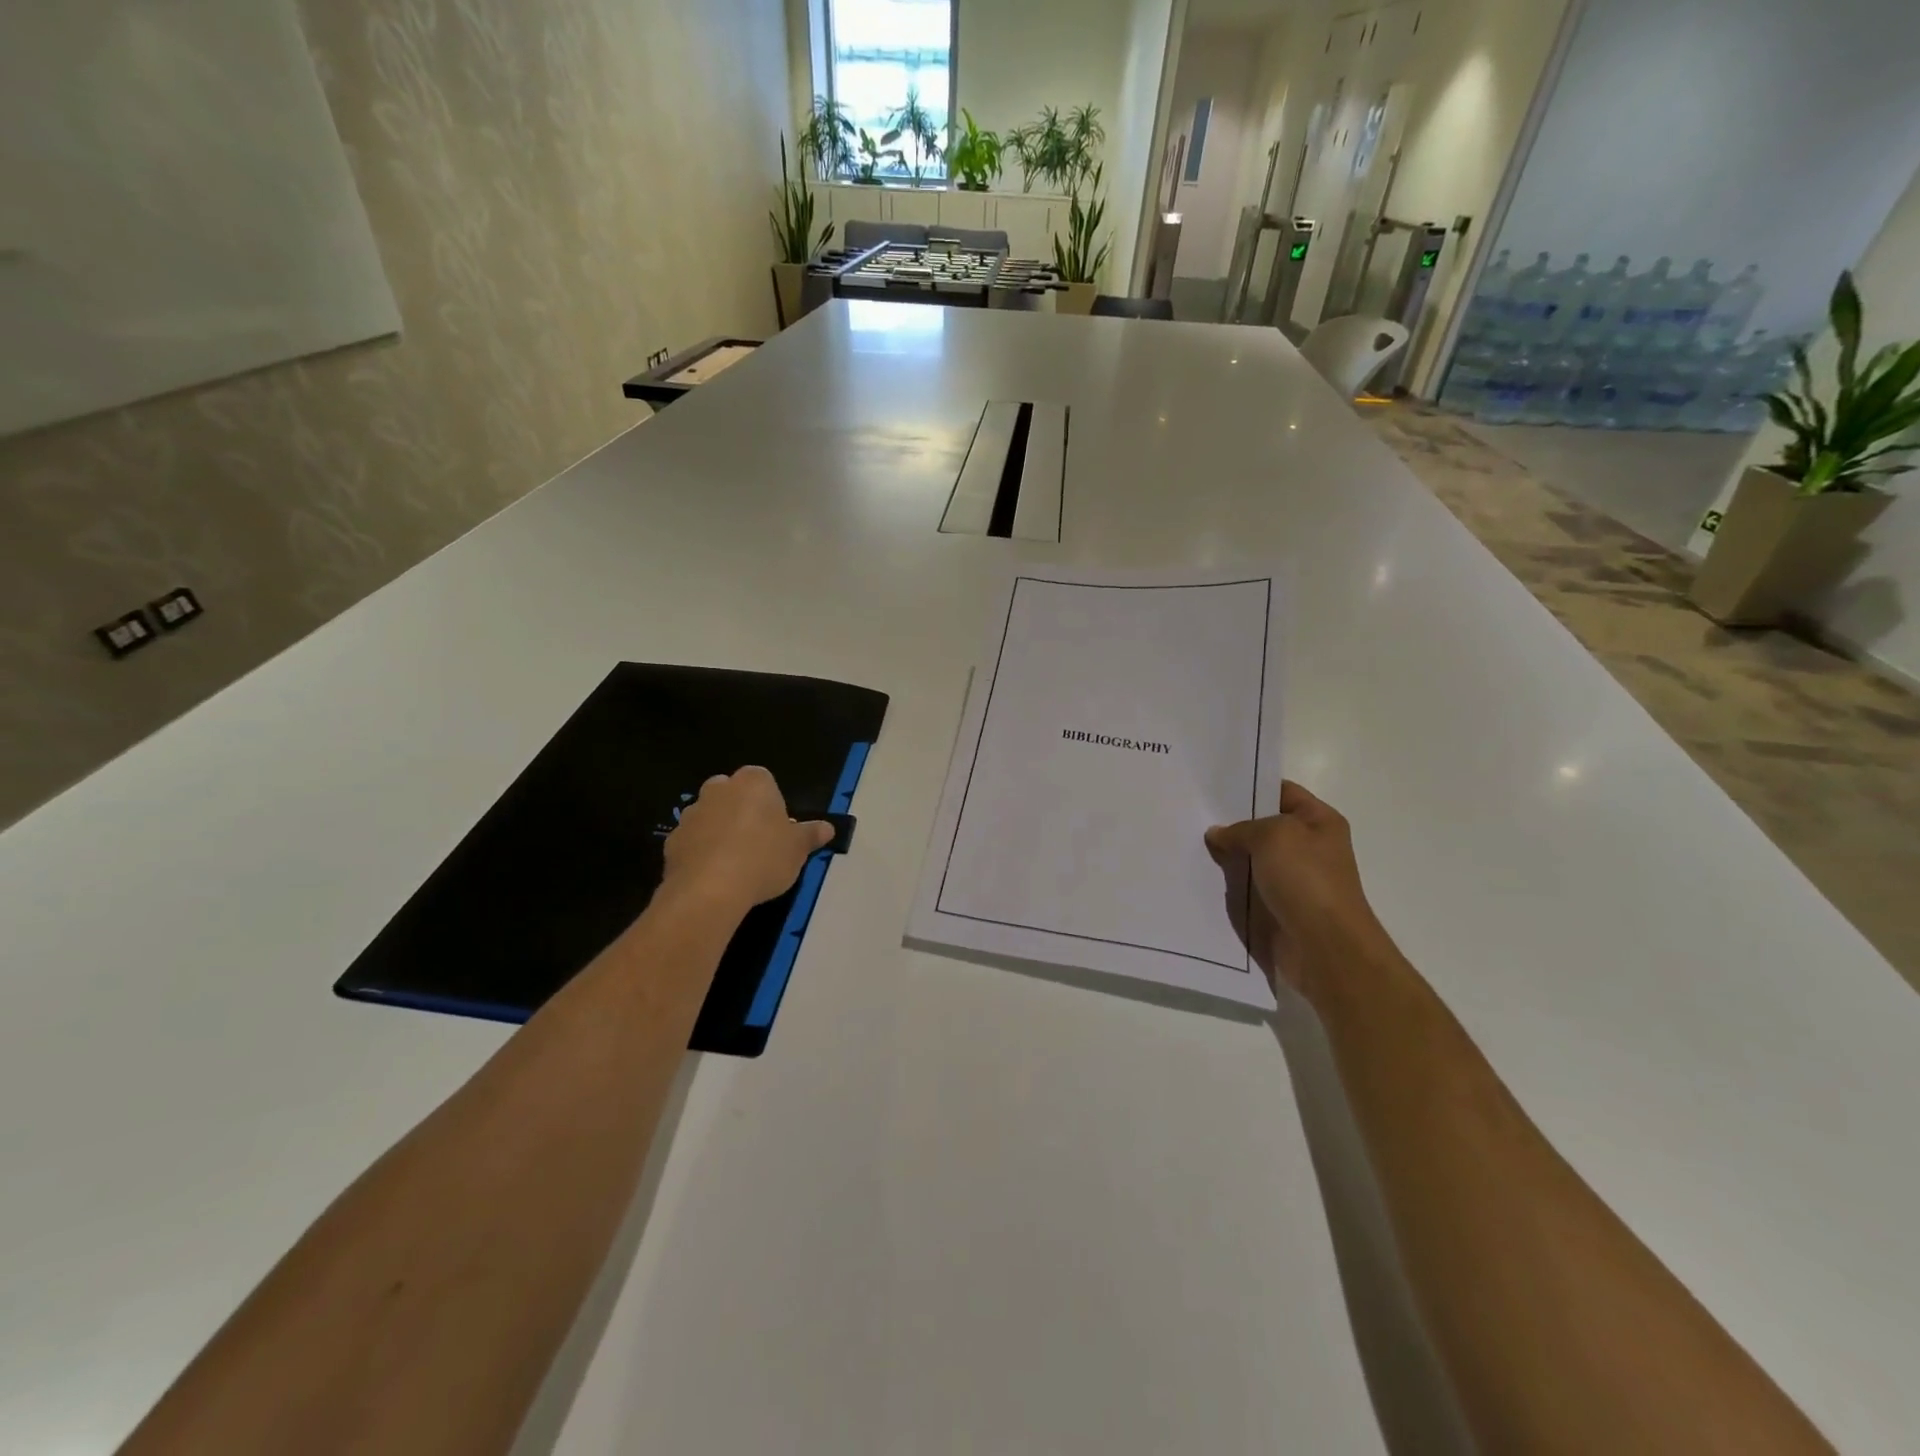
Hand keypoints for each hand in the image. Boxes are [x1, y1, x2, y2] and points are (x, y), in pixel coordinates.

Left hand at [662, 766, 833, 914]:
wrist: (710, 890)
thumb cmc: (763, 859)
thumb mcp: (798, 849)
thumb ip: (811, 835)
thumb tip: (827, 828)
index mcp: (753, 783)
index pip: (763, 780)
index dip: (771, 803)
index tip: (777, 828)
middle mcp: (719, 790)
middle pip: (732, 793)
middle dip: (741, 810)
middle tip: (757, 842)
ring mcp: (692, 814)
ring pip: (709, 816)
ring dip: (719, 830)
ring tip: (734, 862)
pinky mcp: (672, 840)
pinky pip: (692, 841)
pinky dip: (700, 852)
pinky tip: (713, 875)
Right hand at [1205, 781, 1390, 999]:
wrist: (1324, 948)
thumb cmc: (1306, 880)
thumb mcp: (1272, 836)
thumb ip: (1240, 829)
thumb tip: (1217, 834)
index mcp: (1319, 821)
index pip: (1281, 791)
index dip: (1250, 787)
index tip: (1212, 787)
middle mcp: (1308, 847)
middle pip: (1262, 826)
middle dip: (1230, 823)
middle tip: (1191, 814)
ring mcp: (1293, 879)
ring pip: (1250, 859)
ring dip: (1225, 856)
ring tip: (1185, 842)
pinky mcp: (1277, 907)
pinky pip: (1246, 888)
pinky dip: (1227, 884)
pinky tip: (1198, 876)